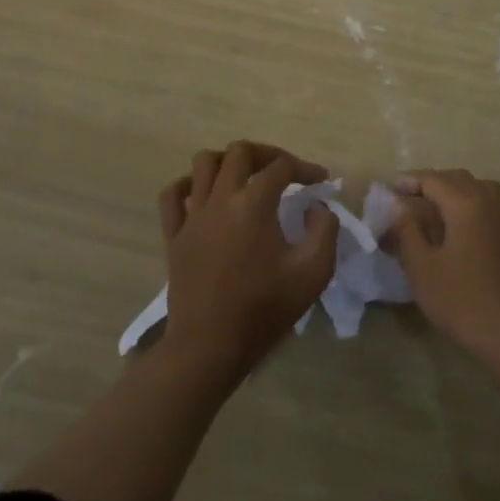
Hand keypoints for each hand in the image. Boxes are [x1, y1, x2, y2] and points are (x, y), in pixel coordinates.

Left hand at [157, 141, 338, 382]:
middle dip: (267, 154)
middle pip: (240, 151)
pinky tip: (206, 197)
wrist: (209, 349)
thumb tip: (316, 208)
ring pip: (204, 162)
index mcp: (253, 205)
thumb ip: (325, 230)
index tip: (320, 182)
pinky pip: (173, 194)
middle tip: (284, 174)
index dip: (305, 168)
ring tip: (246, 179)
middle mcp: (220, 200)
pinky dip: (190, 184)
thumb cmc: (263, 310)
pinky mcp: (174, 236)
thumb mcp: (313, 273)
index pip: (282, 166)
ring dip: (228, 162)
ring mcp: (193, 216)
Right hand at [387, 169, 499, 370]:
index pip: (432, 179)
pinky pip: (486, 204)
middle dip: (428, 184)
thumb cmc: (464, 301)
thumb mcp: (423, 268)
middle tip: (404, 200)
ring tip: (428, 210)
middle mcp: (489, 200)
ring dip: (450, 192)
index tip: (386, 190)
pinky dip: (467, 204)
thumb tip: (400, 205)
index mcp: (466, 203)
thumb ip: (408, 230)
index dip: (407, 181)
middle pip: (455, 178)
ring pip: (474, 188)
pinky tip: (455, 228)